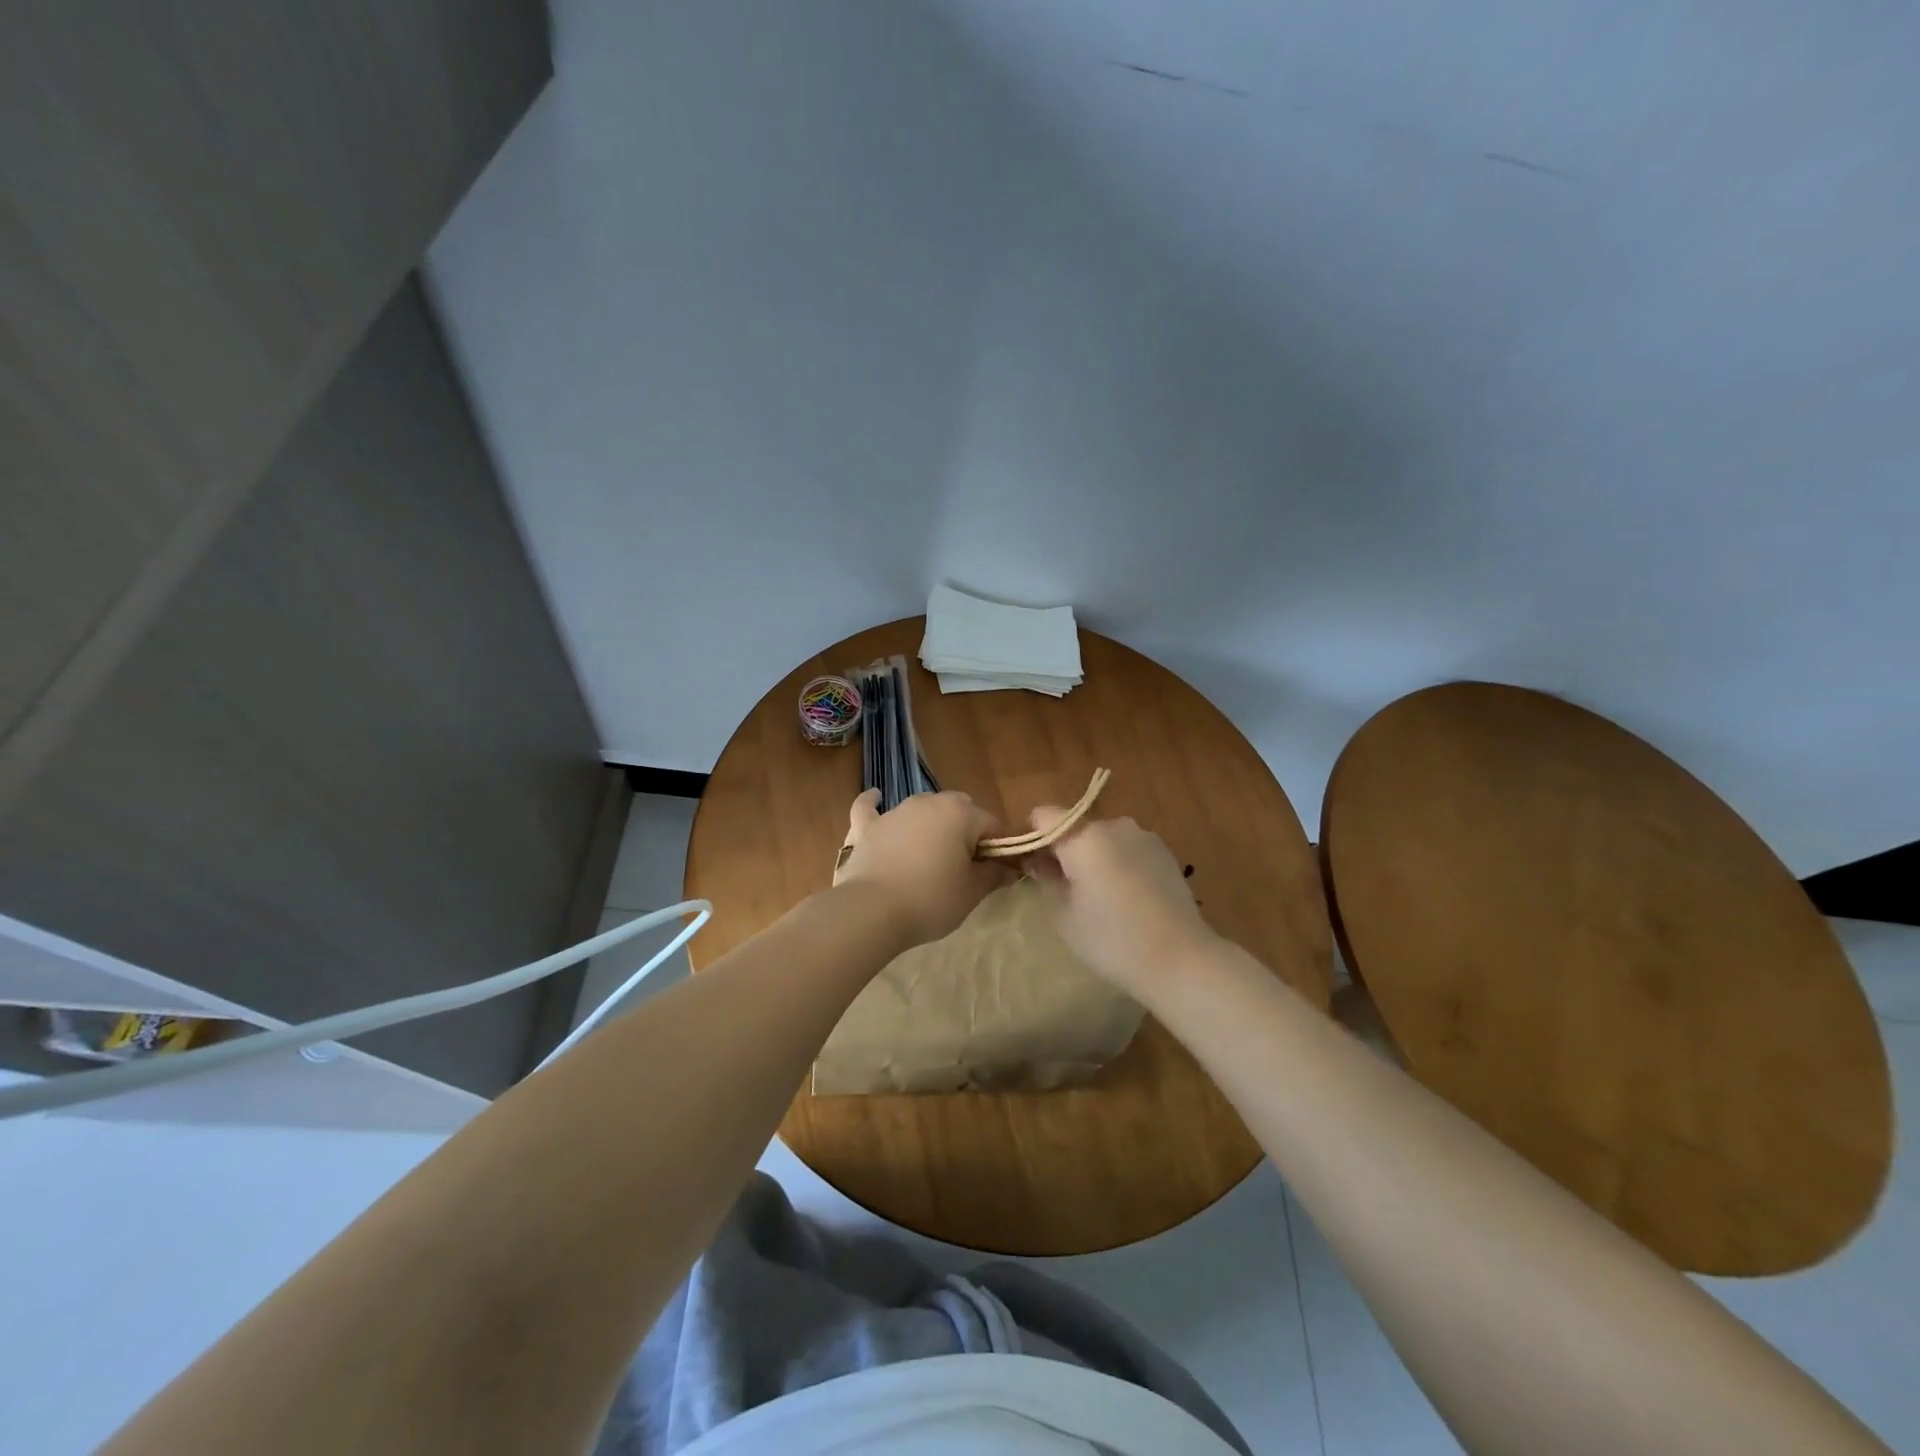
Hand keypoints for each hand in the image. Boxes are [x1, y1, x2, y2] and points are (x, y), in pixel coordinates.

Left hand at [834, 790, 1007, 945]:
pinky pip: (870, 808)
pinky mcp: (867, 827)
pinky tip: (875, 798)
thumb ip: (994, 874)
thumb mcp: (973, 891)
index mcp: (961, 813)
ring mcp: (895, 812)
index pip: (993, 826)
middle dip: (966, 832)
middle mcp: (929, 802)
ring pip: (921, 810)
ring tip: (930, 856)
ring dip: (930, 825)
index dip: (1000, 849)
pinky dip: (874, 805)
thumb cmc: (932, 899)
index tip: (999, 872)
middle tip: (964, 868)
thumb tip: (1009, 868)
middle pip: (958, 811)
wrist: (873, 911)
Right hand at [1027, 808, 1220, 999]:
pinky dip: (1118, 864)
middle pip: (1075, 826)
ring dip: (1093, 857)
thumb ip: (1046, 878)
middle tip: (1063, 888)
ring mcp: (1143, 837)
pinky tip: (1126, 899)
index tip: (1031, 865)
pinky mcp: (1165, 852)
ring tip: (1099, 897)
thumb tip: (1037, 861)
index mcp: (1084, 835)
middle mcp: (1114, 825)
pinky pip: (1127, 849)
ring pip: (1103, 839)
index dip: (1031, 837)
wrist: (1180, 959)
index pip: (1043, 816)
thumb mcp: (1064, 913)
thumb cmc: (1111, 939)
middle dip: (1064, 850)